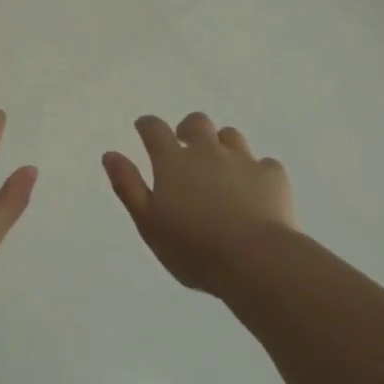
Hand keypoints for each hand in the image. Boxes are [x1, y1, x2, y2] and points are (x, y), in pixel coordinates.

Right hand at [103, 113, 296, 291]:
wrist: (257, 261)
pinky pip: (264, 164)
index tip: (144, 129)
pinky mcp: (273, 176)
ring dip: (222, 145)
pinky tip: (256, 190)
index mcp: (173, 161)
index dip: (147, 125)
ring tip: (221, 167)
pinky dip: (256, 172)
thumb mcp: (148, 223)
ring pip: (231, 136)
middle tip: (185, 147)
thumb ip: (128, 186)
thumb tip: (110, 154)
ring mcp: (243, 161)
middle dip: (188, 129)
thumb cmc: (194, 248)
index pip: (154, 128)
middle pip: (196, 123)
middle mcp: (207, 151)